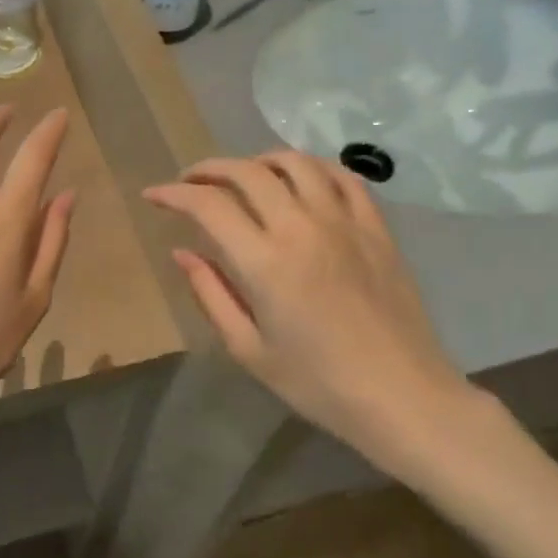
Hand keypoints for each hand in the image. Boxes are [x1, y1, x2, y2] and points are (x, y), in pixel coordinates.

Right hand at [144, 151, 487, 484]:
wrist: (403, 396)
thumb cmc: (318, 383)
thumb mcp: (249, 349)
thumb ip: (210, 294)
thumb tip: (182, 253)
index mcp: (265, 262)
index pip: (209, 205)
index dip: (174, 194)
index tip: (154, 196)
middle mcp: (302, 228)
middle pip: (248, 172)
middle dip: (209, 169)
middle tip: (190, 183)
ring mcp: (345, 222)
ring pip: (296, 163)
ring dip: (258, 161)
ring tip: (242, 176)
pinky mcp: (377, 228)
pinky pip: (343, 177)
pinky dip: (313, 168)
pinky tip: (300, 180)